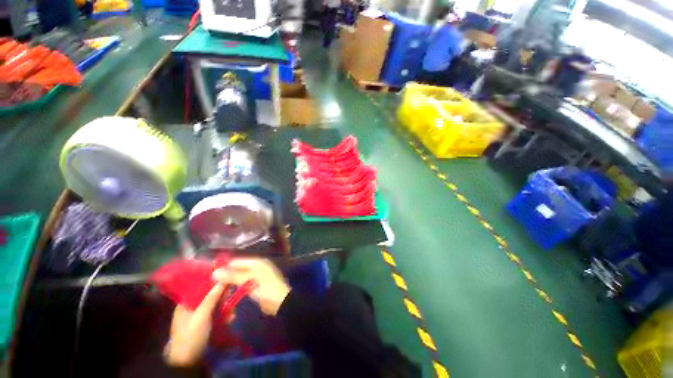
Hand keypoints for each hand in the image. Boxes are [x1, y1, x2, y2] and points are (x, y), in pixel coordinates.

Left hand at [164, 283, 228, 365]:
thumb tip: (222, 279)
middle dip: (222, 295)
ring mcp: (199, 317)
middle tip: (232, 294)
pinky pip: (217, 314)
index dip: (212, 281)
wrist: (188, 362)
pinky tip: (231, 318)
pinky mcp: (205, 324)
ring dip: (225, 306)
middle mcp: (191, 307)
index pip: (199, 286)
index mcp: (185, 303)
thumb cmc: (191, 335)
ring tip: (233, 311)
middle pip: (209, 295)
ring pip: (215, 305)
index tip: (226, 276)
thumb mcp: (201, 315)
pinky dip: (224, 315)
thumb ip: (211, 297)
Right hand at [213, 258, 290, 315]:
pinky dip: (235, 288)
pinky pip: (242, 285)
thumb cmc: (265, 288)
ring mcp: (256, 277)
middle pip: (237, 269)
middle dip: (226, 276)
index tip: (209, 275)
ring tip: (215, 290)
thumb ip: (232, 276)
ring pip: (239, 278)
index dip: (224, 267)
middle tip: (210, 284)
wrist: (280, 302)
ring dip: (229, 283)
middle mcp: (256, 267)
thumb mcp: (248, 280)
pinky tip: (226, 294)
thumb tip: (215, 272)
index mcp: (256, 262)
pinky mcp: (255, 287)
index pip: (236, 261)